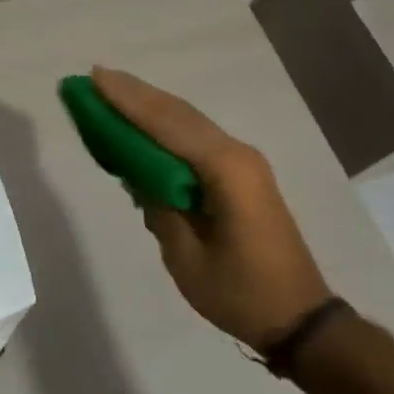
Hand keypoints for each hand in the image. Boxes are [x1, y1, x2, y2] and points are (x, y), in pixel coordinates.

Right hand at [92, 67, 329, 351]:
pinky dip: (165, 125)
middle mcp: (236, 153)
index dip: (127, 101)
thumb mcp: (187, 257)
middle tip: (94, 76)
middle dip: (134, 93)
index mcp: (225, 169)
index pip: (166, 124)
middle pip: (177, 112)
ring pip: (187, 121)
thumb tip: (137, 175)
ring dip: (149, 105)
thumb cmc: (241, 292)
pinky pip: (195, 138)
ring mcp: (242, 161)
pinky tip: (142, 123)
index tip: (94, 77)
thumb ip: (159, 208)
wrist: (300, 318)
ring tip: (110, 90)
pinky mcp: (241, 174)